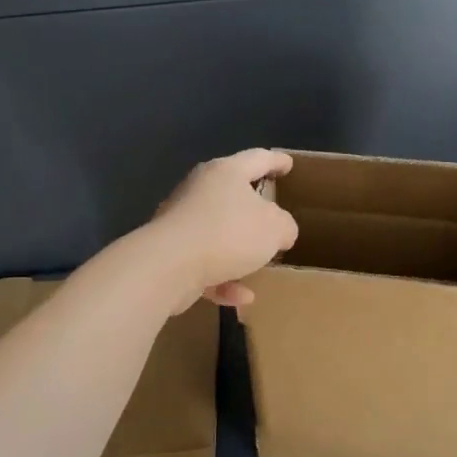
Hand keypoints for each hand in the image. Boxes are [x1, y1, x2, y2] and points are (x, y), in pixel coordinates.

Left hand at [148, 149, 299, 310]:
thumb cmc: (228, 233)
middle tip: (272, 215)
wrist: (168, 265)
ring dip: (238, 249)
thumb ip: (284, 226)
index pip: (257, 159)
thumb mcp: (274, 228)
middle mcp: (200, 190)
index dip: (276, 161)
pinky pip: (204, 263)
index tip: (288, 165)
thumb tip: (280, 232)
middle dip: (253, 207)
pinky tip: (241, 297)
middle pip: (232, 193)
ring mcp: (182, 222)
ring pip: (217, 231)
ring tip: (258, 263)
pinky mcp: (171, 252)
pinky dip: (223, 278)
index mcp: (226, 172)